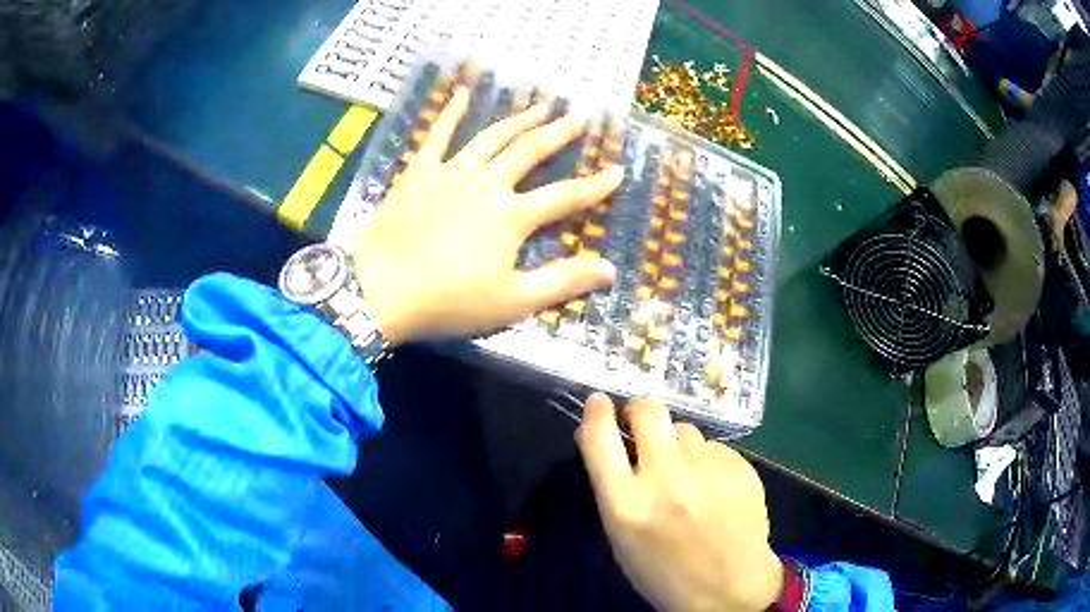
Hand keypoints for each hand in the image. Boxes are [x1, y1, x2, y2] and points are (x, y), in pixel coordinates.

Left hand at [350, 87, 622, 344]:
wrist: (377, 289)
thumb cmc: (447, 301)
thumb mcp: (512, 301)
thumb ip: (562, 282)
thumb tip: (610, 270)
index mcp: (511, 216)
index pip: (565, 196)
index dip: (595, 185)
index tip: (618, 169)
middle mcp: (486, 184)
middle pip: (530, 151)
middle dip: (559, 132)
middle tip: (580, 115)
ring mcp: (450, 173)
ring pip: (492, 137)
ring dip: (518, 118)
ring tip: (540, 103)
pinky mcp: (419, 173)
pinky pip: (437, 135)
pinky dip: (450, 113)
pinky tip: (461, 93)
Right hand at [576, 394, 782, 611]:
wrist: (730, 590)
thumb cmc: (664, 573)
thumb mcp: (622, 541)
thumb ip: (611, 490)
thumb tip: (605, 440)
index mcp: (627, 505)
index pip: (600, 438)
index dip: (596, 413)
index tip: (599, 401)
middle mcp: (666, 480)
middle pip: (648, 412)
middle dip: (640, 412)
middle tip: (641, 425)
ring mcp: (708, 471)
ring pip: (685, 429)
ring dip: (677, 443)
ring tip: (685, 472)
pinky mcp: (741, 468)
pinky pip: (714, 447)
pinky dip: (706, 460)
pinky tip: (713, 486)